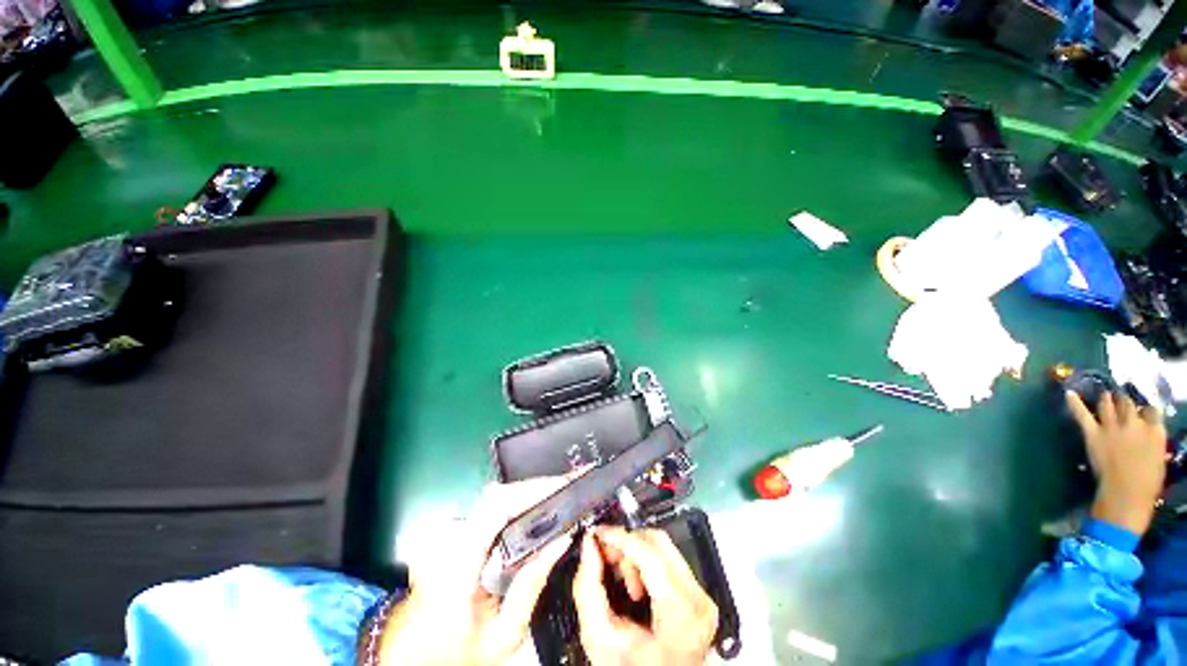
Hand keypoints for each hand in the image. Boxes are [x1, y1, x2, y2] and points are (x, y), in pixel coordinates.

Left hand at [379, 478, 572, 664]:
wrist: (418, 660)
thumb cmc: (460, 653)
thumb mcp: (504, 634)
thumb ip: (533, 584)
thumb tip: (562, 538)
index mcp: (457, 567)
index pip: (496, 508)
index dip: (531, 489)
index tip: (562, 485)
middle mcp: (447, 541)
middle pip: (498, 495)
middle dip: (536, 487)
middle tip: (569, 486)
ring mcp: (445, 534)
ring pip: (495, 497)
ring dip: (528, 492)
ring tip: (558, 493)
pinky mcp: (450, 532)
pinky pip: (489, 507)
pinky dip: (517, 501)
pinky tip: (536, 505)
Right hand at [572, 527, 717, 665]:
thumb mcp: (601, 639)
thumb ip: (589, 588)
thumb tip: (589, 547)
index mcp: (679, 614)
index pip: (649, 554)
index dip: (620, 537)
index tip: (599, 534)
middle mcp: (697, 601)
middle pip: (658, 542)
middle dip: (626, 544)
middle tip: (606, 556)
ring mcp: (702, 596)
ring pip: (663, 546)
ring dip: (636, 554)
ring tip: (625, 583)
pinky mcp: (699, 593)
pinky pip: (669, 559)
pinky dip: (647, 562)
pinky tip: (638, 585)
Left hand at [1067, 390, 1167, 534]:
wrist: (1126, 494)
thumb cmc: (1147, 483)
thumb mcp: (1158, 457)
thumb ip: (1152, 441)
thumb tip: (1148, 432)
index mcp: (1155, 431)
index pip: (1151, 410)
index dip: (1145, 410)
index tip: (1142, 410)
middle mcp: (1134, 424)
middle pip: (1128, 403)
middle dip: (1124, 400)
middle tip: (1121, 397)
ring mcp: (1112, 427)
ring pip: (1108, 404)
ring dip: (1106, 399)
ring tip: (1106, 395)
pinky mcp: (1094, 434)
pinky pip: (1082, 415)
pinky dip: (1075, 404)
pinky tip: (1069, 393)